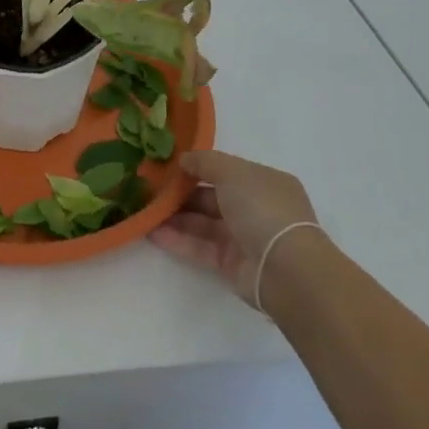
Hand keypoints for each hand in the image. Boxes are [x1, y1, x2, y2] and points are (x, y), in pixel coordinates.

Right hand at [150, 149, 323, 309]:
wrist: (285, 269)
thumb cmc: (263, 208)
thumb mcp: (233, 172)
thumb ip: (205, 162)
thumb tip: (184, 159)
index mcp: (263, 182)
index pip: (226, 171)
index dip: (198, 167)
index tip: (167, 165)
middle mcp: (254, 208)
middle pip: (211, 197)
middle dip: (181, 193)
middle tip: (148, 188)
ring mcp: (243, 237)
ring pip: (202, 223)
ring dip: (174, 216)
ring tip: (143, 210)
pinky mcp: (230, 264)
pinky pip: (199, 247)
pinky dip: (176, 239)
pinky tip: (151, 232)